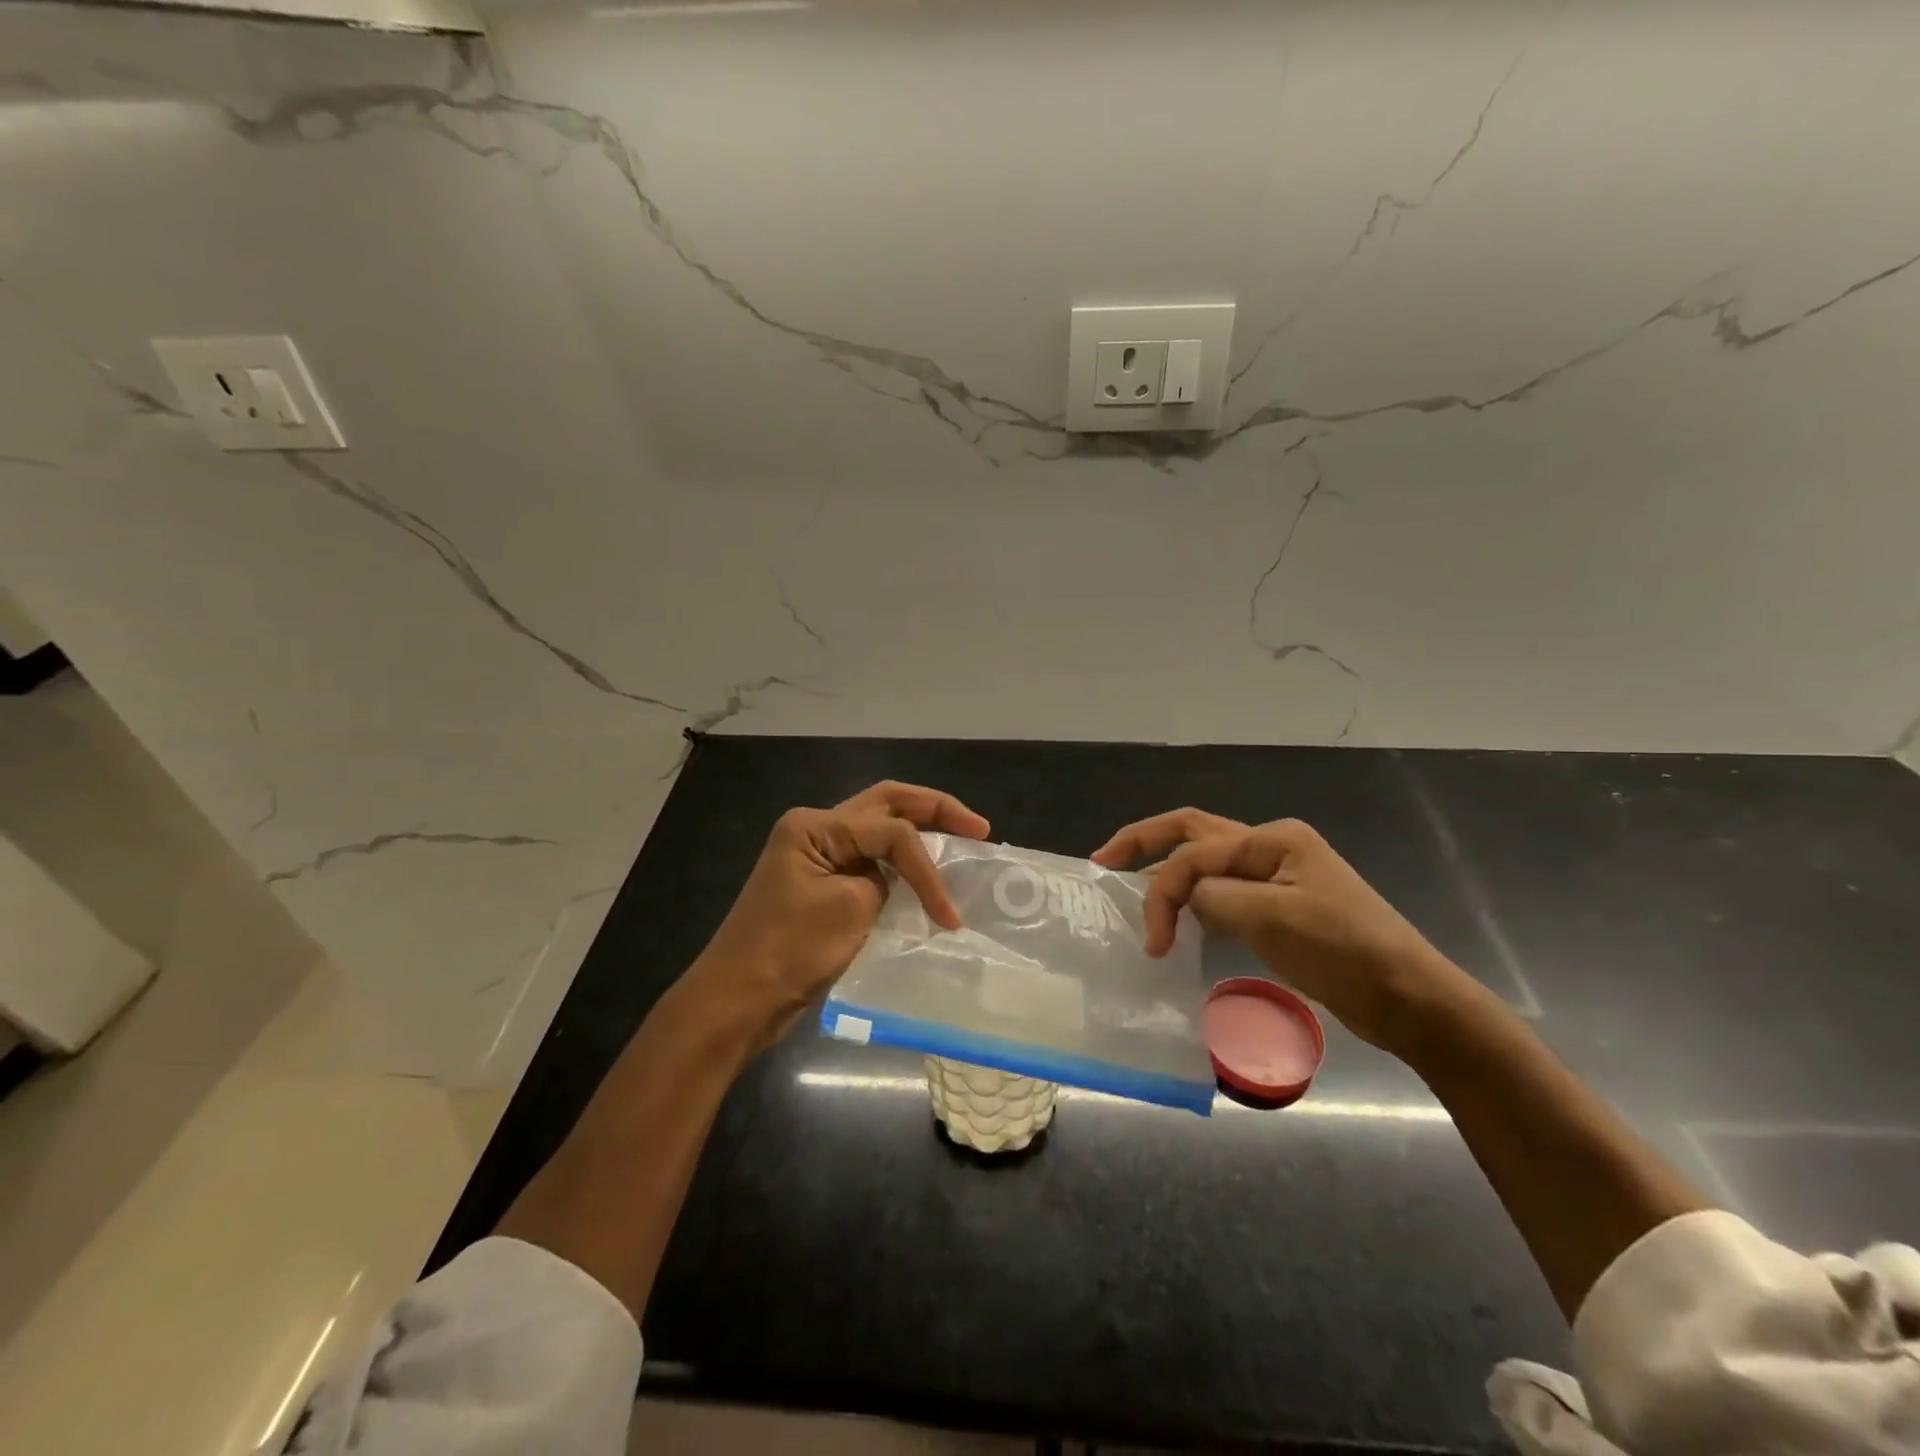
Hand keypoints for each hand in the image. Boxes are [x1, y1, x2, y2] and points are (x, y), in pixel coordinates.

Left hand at [689, 780, 989, 1049]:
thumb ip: (886, 883)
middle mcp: (816, 830)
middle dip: (935, 810)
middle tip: (979, 827)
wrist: (738, 1001)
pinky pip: (869, 862)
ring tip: (962, 840)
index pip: (891, 831)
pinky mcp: (821, 885)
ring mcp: (817, 857)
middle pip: (887, 805)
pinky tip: (927, 875)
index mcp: (816, 826)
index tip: (950, 914)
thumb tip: (900, 883)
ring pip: (879, 830)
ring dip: (920, 834)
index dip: (928, 868)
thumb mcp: (849, 910)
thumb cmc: (789, 951)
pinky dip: (901, 866)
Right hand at [1092, 809, 1466, 1048]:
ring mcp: (1275, 878)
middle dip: (1144, 843)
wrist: (1409, 1000)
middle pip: (1192, 833)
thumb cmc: (1346, 952)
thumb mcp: (1275, 919)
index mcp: (1272, 839)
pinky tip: (1175, 916)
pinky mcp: (1276, 909)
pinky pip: (1220, 892)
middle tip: (1103, 862)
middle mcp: (1270, 847)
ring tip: (1126, 882)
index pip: (1195, 855)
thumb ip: (1215, 898)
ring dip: (1166, 869)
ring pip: (1205, 861)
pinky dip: (1191, 898)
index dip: (1163, 892)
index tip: (1151, 943)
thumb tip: (1185, 899)